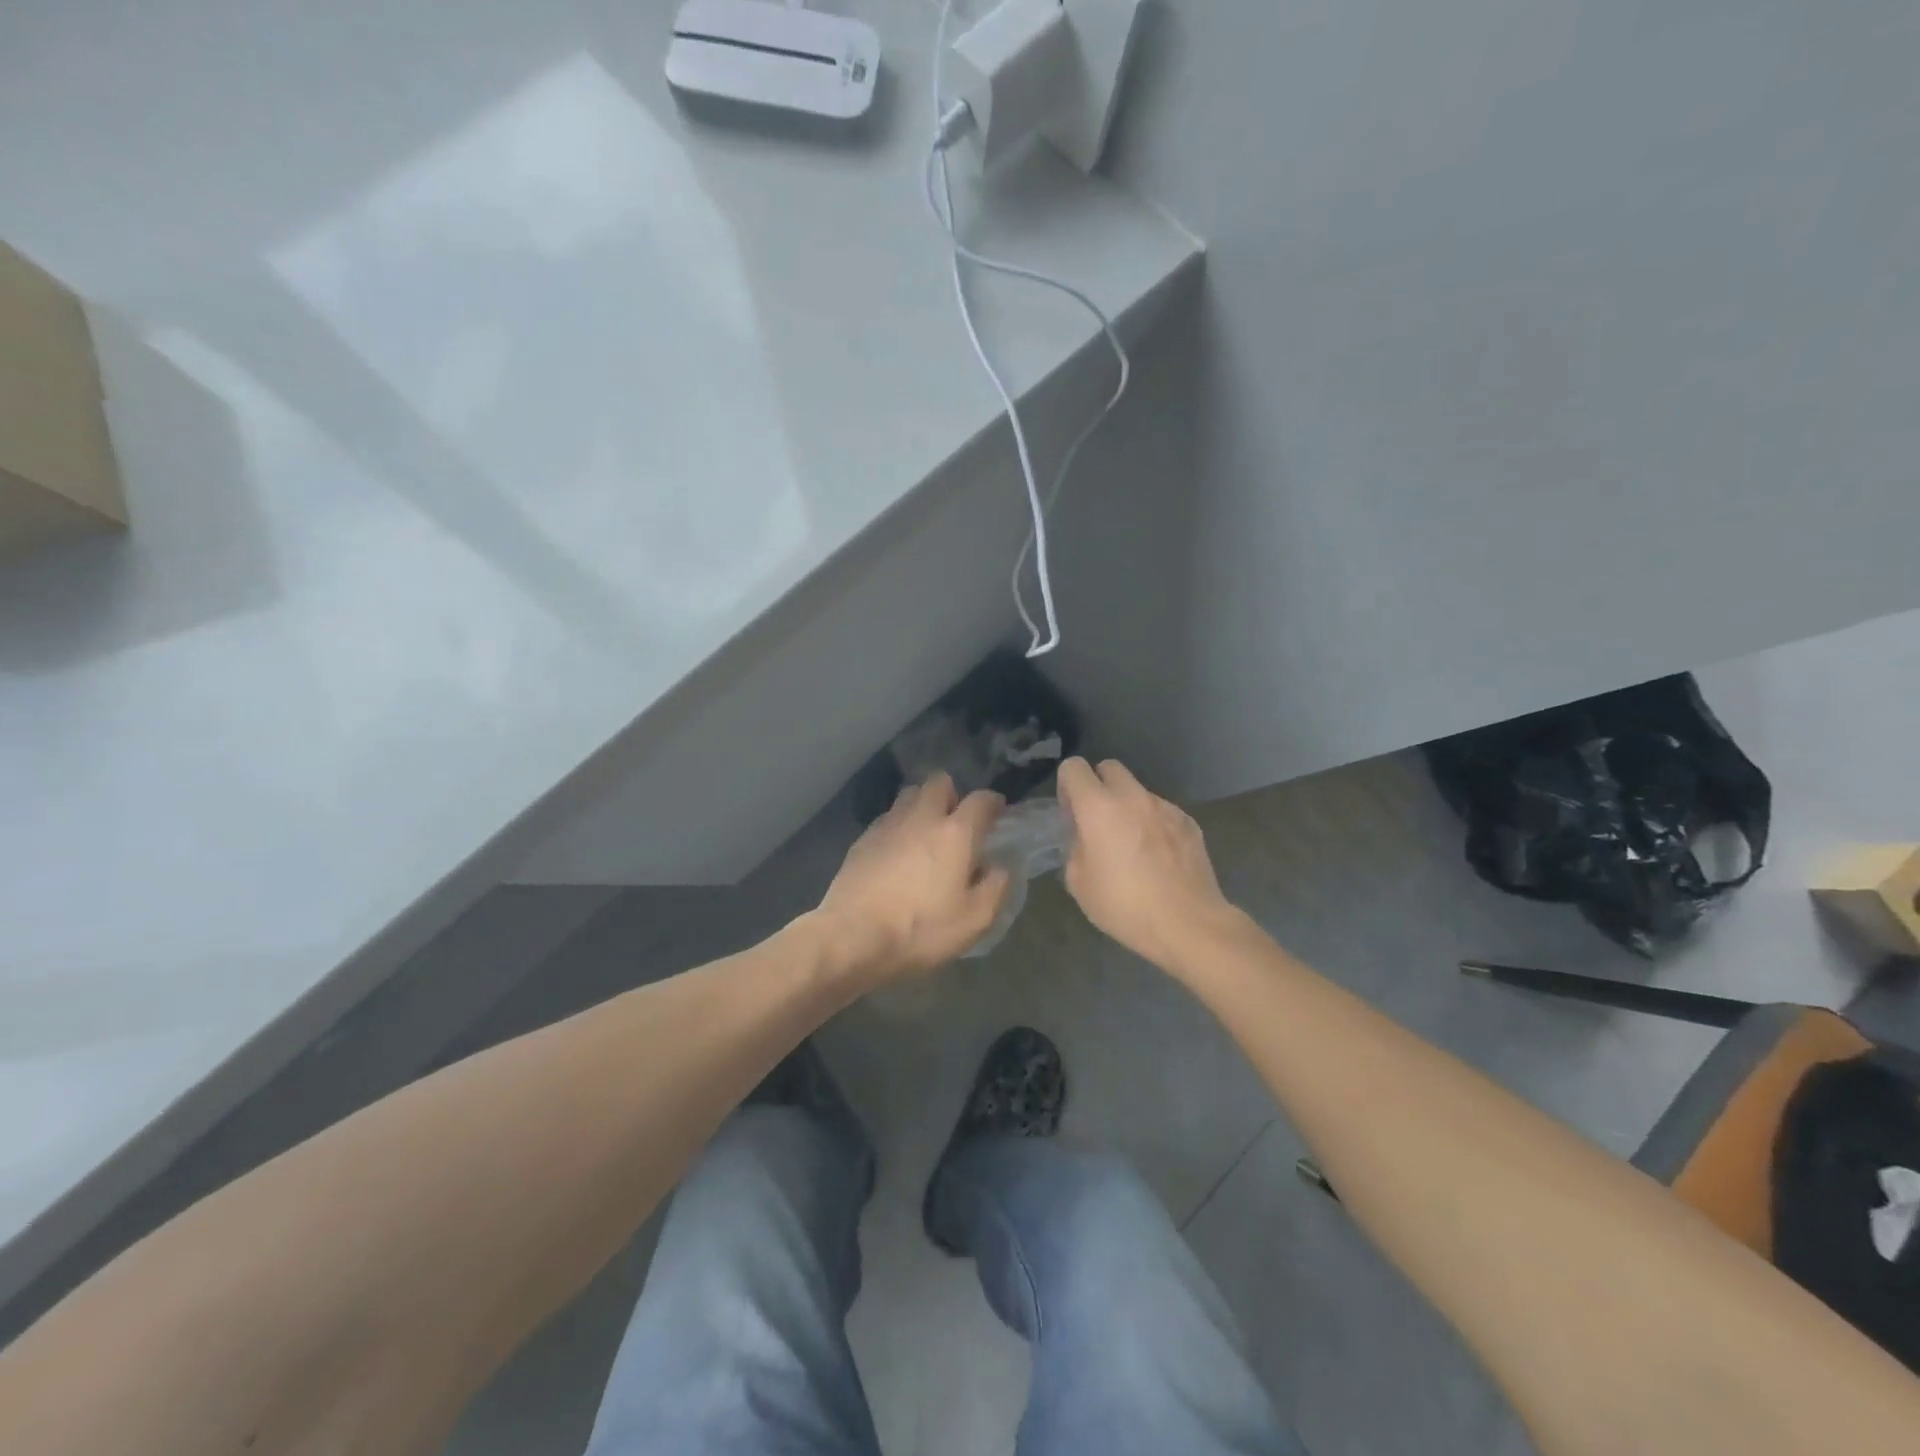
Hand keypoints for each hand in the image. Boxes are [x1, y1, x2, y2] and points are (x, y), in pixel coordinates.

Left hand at [815, 773, 1010, 982]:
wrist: (852, 936)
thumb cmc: (920, 929)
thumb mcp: (974, 920)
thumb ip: (995, 887)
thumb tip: (998, 867)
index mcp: (955, 833)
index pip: (981, 800)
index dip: (993, 802)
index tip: (998, 813)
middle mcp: (922, 818)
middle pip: (939, 782)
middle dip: (953, 794)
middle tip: (957, 822)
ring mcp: (887, 825)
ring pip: (909, 795)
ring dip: (922, 805)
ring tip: (926, 834)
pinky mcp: (862, 839)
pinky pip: (887, 818)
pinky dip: (898, 826)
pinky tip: (897, 852)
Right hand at [1056, 757, 1239, 970]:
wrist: (1188, 924)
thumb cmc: (1125, 906)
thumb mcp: (1079, 882)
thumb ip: (1075, 847)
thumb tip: (1084, 835)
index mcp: (1099, 807)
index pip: (1074, 767)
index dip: (1067, 786)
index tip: (1071, 814)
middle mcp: (1133, 797)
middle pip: (1109, 768)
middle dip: (1098, 786)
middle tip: (1097, 822)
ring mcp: (1165, 807)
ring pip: (1138, 791)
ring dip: (1128, 807)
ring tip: (1132, 845)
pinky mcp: (1189, 822)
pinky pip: (1162, 812)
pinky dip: (1153, 824)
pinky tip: (1158, 857)